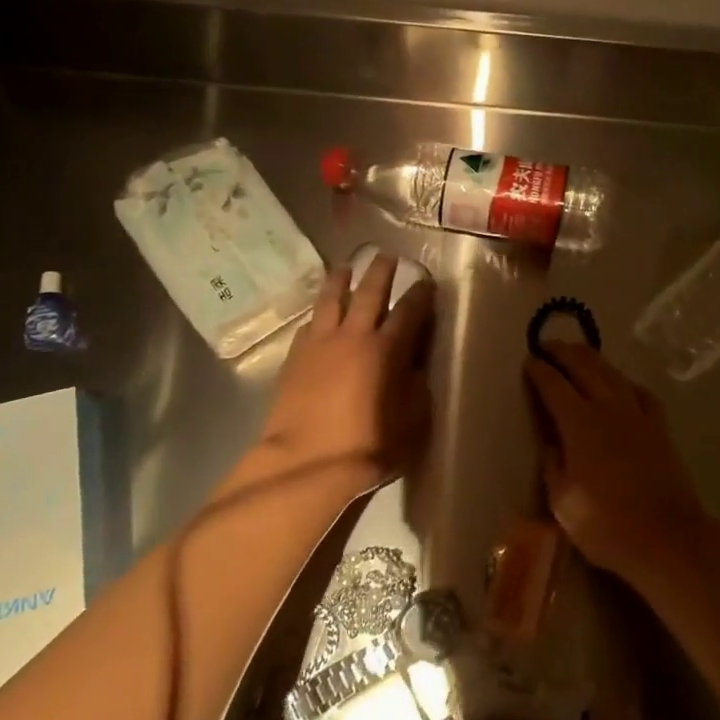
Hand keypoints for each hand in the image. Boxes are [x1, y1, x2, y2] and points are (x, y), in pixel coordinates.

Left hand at [256, 254, 434, 489]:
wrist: (306, 464)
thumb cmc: (367, 447)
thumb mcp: (412, 423)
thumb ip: (416, 390)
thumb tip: (413, 370)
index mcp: (386, 350)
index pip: (408, 312)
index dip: (420, 294)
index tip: (425, 281)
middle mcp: (353, 336)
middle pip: (369, 293)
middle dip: (380, 271)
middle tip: (386, 255)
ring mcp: (319, 344)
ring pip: (331, 300)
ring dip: (341, 280)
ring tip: (345, 267)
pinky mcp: (294, 358)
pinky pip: (308, 325)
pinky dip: (318, 315)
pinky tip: (318, 316)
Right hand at [525, 343, 707, 582]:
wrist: (666, 537)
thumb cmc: (606, 524)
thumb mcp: (563, 501)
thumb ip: (553, 465)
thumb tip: (551, 442)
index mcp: (579, 423)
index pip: (554, 386)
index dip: (539, 371)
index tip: (529, 360)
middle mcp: (608, 408)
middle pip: (585, 367)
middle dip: (564, 352)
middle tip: (548, 345)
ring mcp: (638, 416)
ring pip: (613, 374)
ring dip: (593, 359)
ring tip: (580, 353)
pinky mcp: (660, 428)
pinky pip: (641, 394)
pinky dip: (627, 383)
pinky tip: (623, 385)